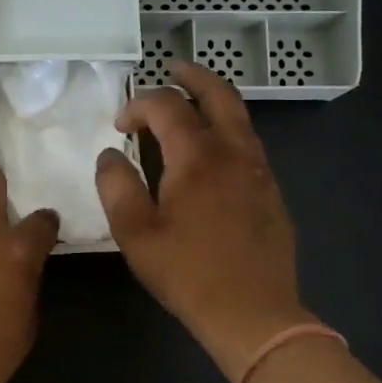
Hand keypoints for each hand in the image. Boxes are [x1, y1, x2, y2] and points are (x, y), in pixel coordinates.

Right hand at [95, 59, 314, 382]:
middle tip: (173, 69)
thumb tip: (110, 155)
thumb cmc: (187, 273)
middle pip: (219, 96)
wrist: (254, 314)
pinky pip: (248, 145)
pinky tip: (211, 153)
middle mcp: (234, 153)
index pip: (167, 107)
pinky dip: (227, 130)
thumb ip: (116, 186)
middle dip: (193, 77)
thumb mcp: (135, 233)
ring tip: (191, 104)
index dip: (139, 105)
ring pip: (240, 119)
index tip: (120, 126)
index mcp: (197, 157)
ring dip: (213, 103)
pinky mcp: (271, 193)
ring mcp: (259, 172)